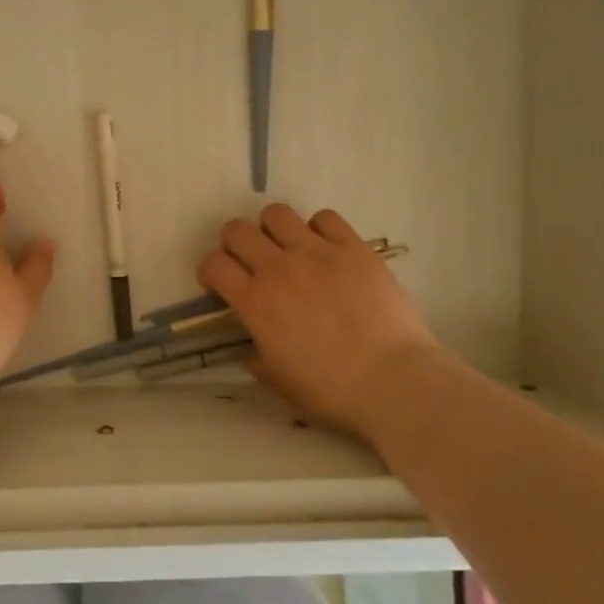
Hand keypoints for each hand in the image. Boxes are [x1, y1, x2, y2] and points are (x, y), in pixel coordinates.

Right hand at [197, 204, 438, 436]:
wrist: (393, 380)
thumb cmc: (331, 390)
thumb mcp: (279, 382)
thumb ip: (256, 359)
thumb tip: (248, 350)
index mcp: (255, 302)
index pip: (213, 264)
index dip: (209, 270)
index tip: (219, 283)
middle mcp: (279, 268)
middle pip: (237, 230)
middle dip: (234, 243)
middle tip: (248, 261)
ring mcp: (317, 253)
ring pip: (277, 213)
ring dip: (272, 229)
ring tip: (285, 247)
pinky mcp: (354, 247)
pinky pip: (325, 218)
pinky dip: (318, 229)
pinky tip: (325, 248)